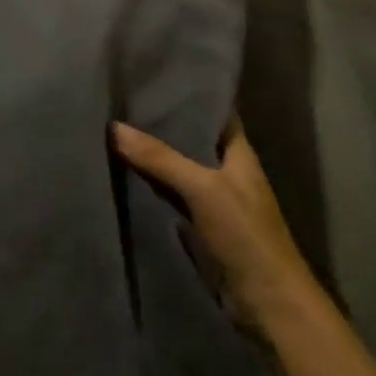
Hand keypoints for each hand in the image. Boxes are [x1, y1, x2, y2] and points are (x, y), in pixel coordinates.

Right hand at [114, 115, 375, 375]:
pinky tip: (118, 173)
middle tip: (116, 99)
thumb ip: (161, 158)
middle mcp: (224, 169)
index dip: (187, 91)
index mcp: (238, 152)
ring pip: (174, 167)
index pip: (213, 109)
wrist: (267, 302)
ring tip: (108, 128)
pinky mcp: (196, 225)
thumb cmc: (246, 235)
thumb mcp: (204, 189)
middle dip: (158, 122)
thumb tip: (114, 127)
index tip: (150, 73)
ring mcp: (210, 199)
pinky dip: (146, 185)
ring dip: (149, 154)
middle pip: (188, 138)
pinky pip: (166, 195)